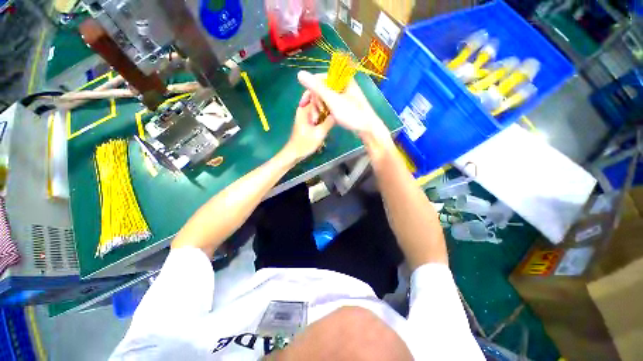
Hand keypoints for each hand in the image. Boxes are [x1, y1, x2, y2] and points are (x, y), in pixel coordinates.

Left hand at [284, 96, 334, 162]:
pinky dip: (324, 115)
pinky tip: (332, 117)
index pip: (315, 93)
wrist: (295, 153)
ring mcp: (306, 116)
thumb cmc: (305, 143)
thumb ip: (329, 122)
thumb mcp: (319, 133)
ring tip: (338, 109)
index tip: (336, 92)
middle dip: (327, 100)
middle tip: (339, 102)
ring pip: (318, 107)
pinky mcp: (308, 122)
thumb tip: (339, 112)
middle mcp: (304, 110)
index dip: (325, 91)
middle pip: (317, 99)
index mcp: (304, 110)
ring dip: (326, 108)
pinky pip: (317, 114)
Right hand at [297, 71, 389, 141]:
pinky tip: (321, 118)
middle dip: (315, 102)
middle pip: (321, 88)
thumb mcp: (333, 100)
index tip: (304, 104)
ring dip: (318, 107)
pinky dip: (324, 110)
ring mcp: (343, 95)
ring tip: (317, 119)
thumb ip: (317, 88)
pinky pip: (329, 104)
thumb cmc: (352, 114)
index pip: (319, 78)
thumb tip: (300, 73)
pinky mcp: (343, 104)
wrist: (367, 128)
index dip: (309, 90)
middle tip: (313, 115)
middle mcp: (342, 84)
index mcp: (341, 79)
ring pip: (324, 97)